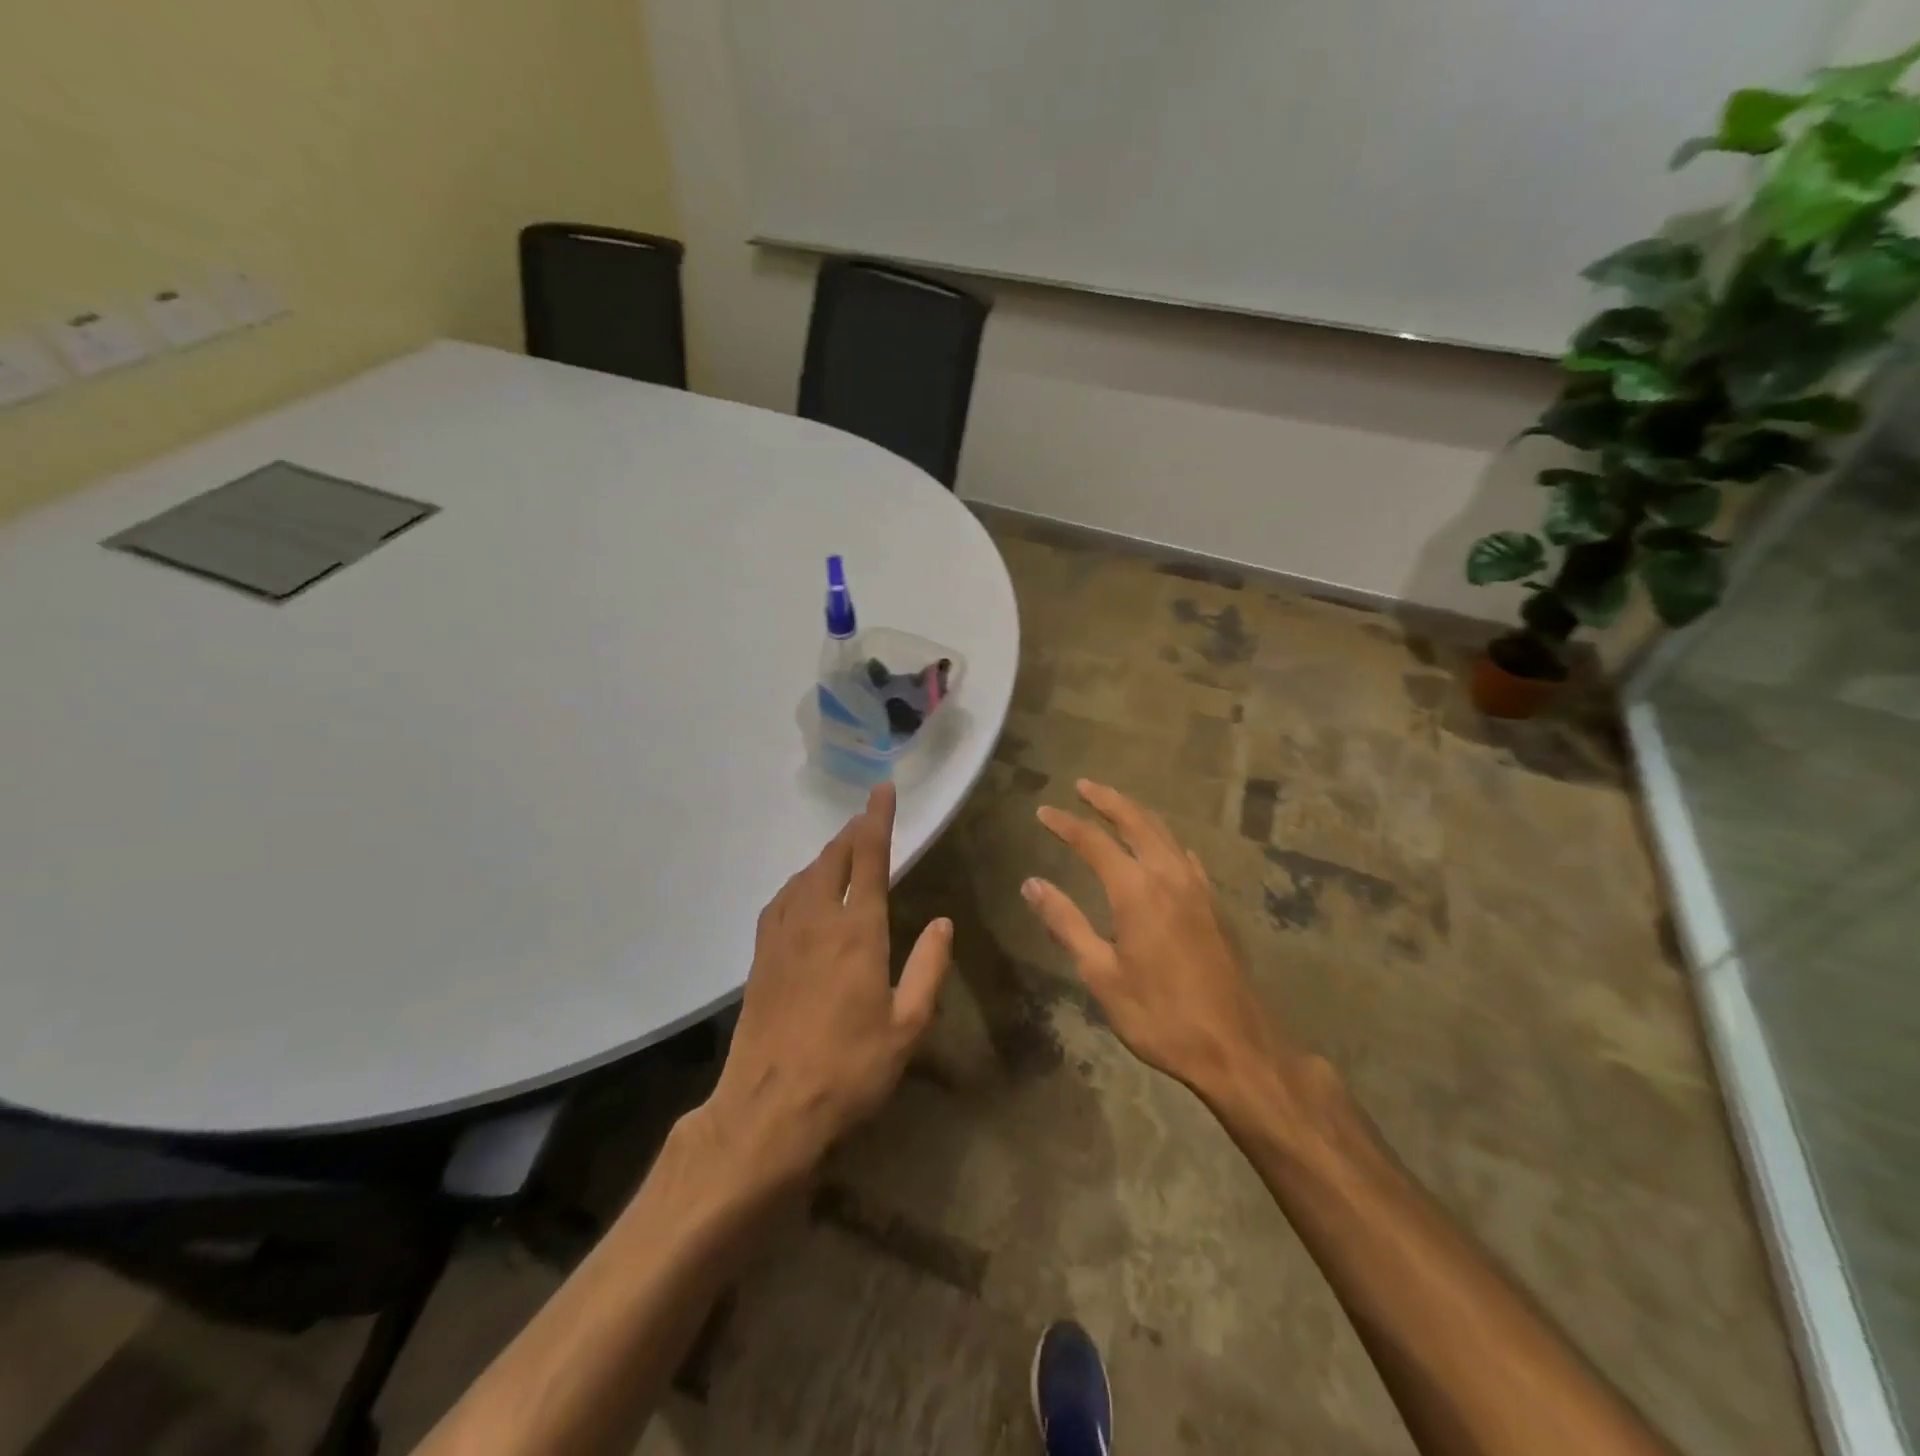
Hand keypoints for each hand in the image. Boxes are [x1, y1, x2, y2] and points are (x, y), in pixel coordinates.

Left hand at [705, 783, 952, 1181]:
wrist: (767, 1111)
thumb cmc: (849, 1070)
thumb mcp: (907, 1027)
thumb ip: (928, 968)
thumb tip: (941, 922)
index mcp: (857, 932)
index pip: (868, 858)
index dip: (877, 820)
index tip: (882, 790)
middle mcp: (816, 921)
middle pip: (832, 858)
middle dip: (852, 832)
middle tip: (868, 818)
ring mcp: (782, 937)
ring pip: (804, 876)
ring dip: (826, 855)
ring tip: (842, 850)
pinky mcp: (760, 956)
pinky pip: (781, 900)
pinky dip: (799, 882)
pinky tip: (804, 892)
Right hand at [1023, 780, 1306, 1108]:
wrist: (1236, 1047)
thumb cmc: (1159, 1015)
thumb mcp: (1101, 974)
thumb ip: (1066, 924)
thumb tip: (1032, 884)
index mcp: (1136, 891)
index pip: (1093, 842)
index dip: (1066, 824)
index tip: (1043, 812)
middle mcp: (1169, 876)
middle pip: (1136, 822)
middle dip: (1108, 801)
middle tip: (1084, 786)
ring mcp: (1198, 889)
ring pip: (1165, 834)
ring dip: (1137, 814)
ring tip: (1116, 806)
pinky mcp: (1215, 906)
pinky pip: (1186, 856)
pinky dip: (1165, 840)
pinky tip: (1164, 848)